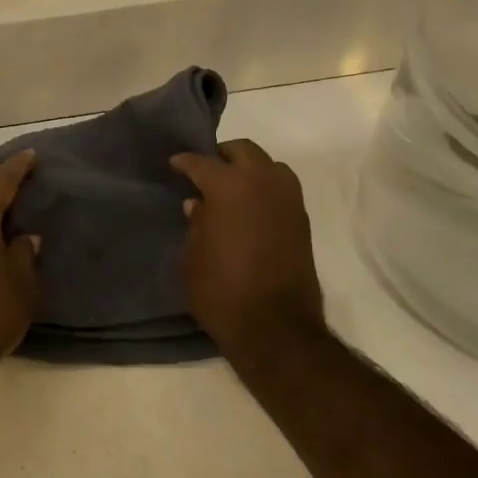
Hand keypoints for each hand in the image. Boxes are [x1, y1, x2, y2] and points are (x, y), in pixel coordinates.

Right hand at [170, 140, 326, 357]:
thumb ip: (196, 224)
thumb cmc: (220, 290)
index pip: (202, 163)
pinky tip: (250, 208)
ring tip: (232, 188)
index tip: (175, 164)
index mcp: (228, 186)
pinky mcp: (302, 221)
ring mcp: (288, 200)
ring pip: (269, 165)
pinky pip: (283, 189)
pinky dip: (266, 189)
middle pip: (243, 151)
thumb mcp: (192, 257)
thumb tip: (198, 205)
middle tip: (206, 171)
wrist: (274, 326)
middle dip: (222, 156)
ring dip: (250, 169)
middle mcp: (262, 183)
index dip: (185, 162)